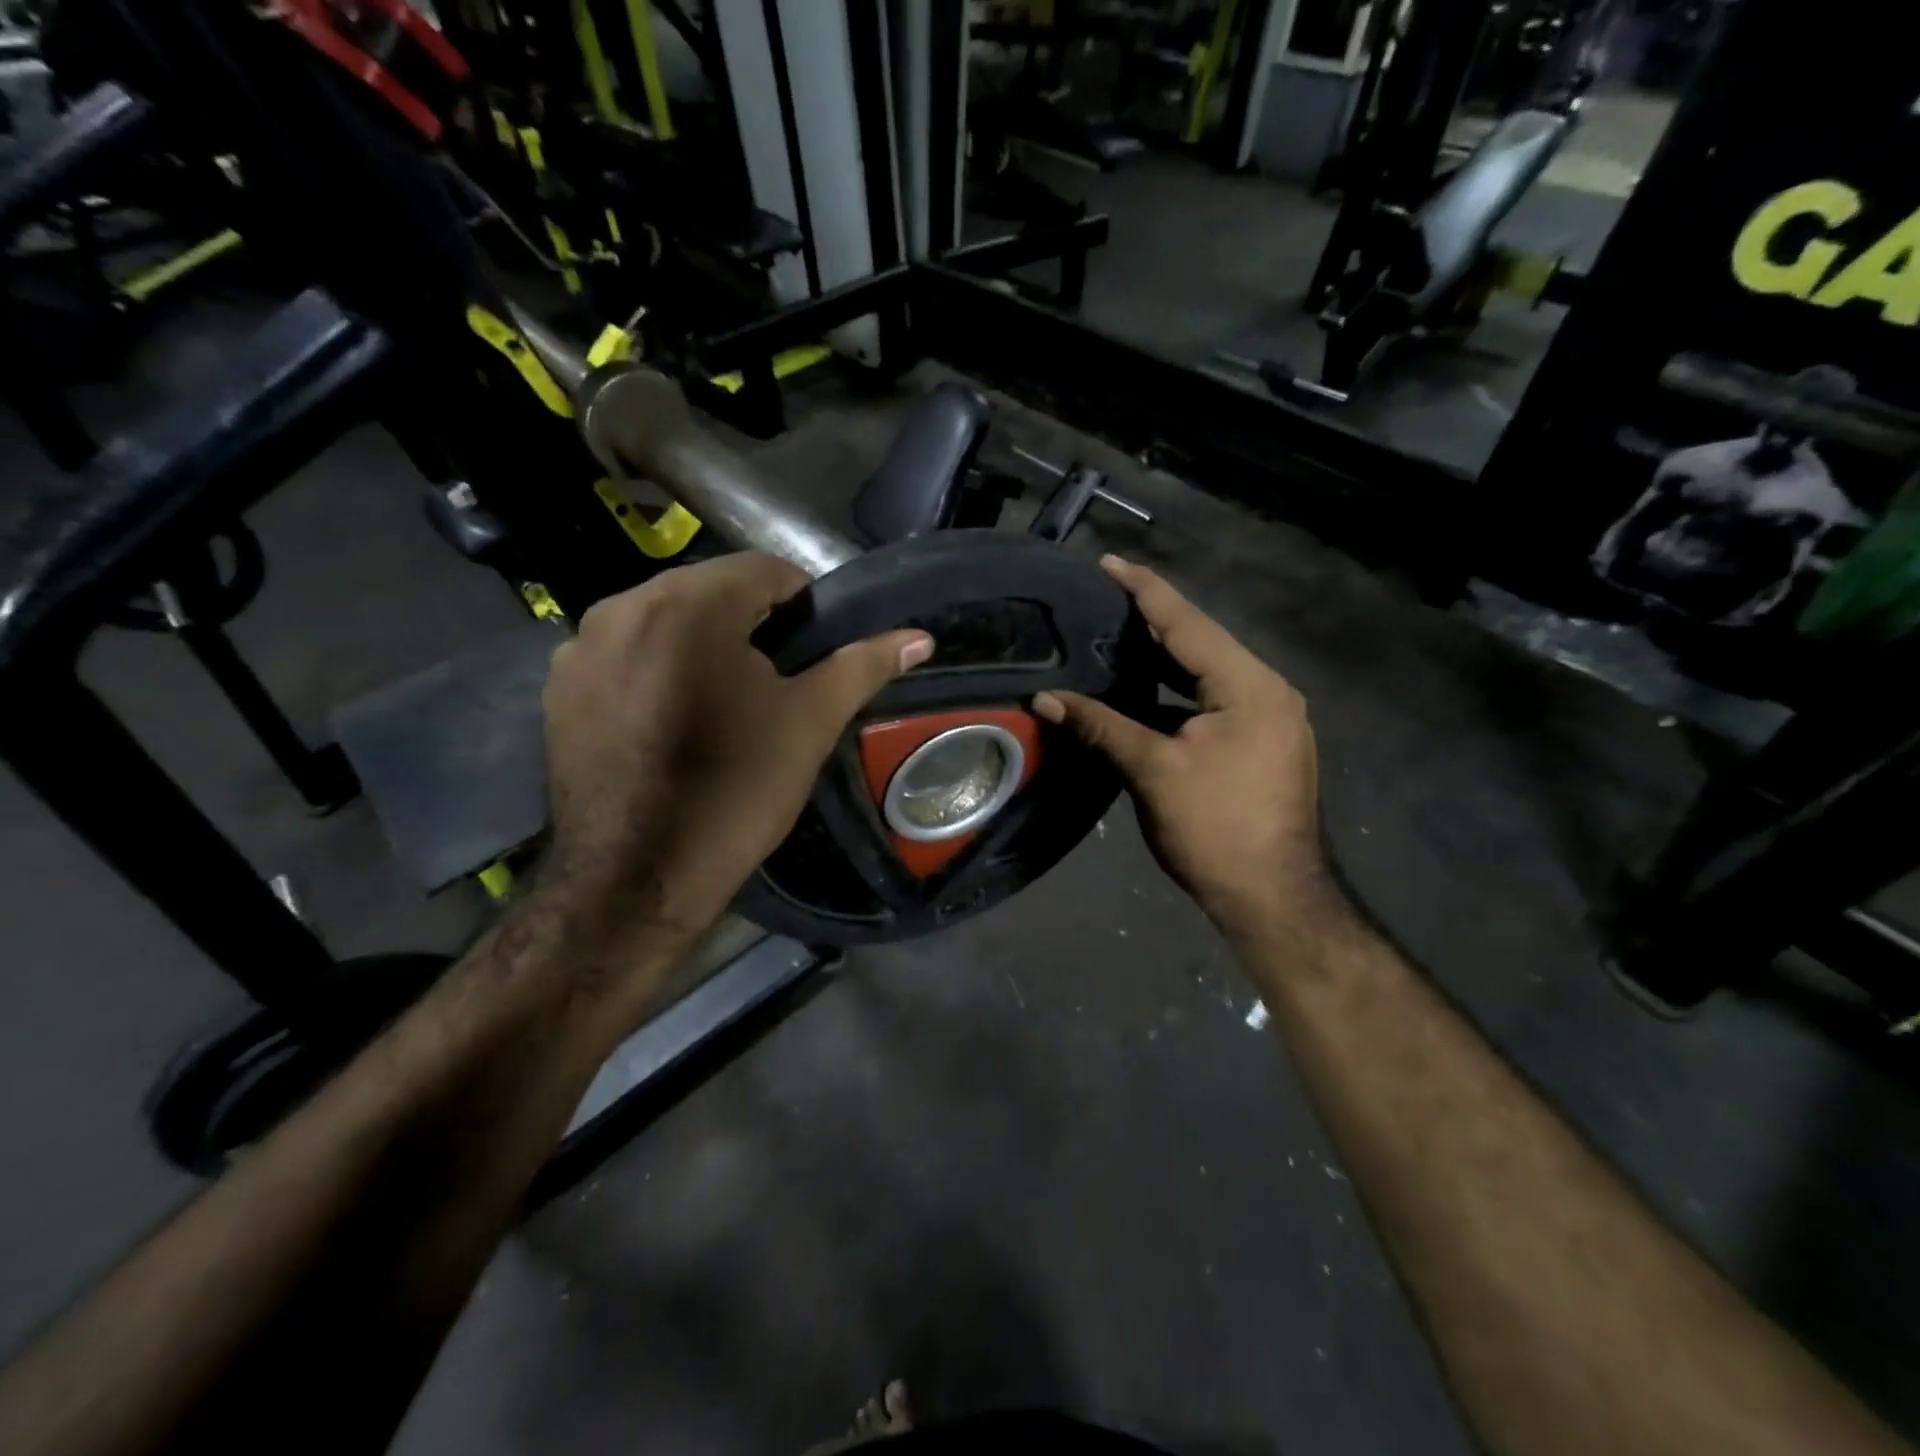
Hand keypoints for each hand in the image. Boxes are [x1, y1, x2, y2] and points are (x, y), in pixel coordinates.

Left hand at [542, 552, 932, 946]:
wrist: (635, 880)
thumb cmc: (735, 791)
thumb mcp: (809, 724)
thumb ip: (863, 666)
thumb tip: (920, 638)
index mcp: (688, 606)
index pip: (764, 570)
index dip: (802, 603)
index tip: (814, 650)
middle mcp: (622, 607)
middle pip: (709, 591)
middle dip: (749, 625)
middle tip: (776, 683)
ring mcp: (578, 647)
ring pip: (663, 621)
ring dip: (700, 645)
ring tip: (724, 704)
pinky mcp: (557, 688)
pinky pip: (623, 654)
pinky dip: (656, 668)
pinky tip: (671, 720)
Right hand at [1032, 556, 1330, 940]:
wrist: (1273, 896)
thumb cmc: (1214, 828)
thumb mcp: (1152, 770)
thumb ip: (1100, 725)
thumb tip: (1045, 698)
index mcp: (1249, 685)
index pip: (1187, 623)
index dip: (1144, 590)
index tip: (1108, 562)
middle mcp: (1268, 690)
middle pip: (1201, 642)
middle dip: (1152, 620)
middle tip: (1103, 599)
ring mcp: (1272, 718)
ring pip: (1209, 673)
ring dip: (1165, 658)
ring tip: (1116, 636)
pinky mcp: (1264, 742)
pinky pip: (1216, 700)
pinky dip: (1179, 691)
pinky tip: (1146, 690)